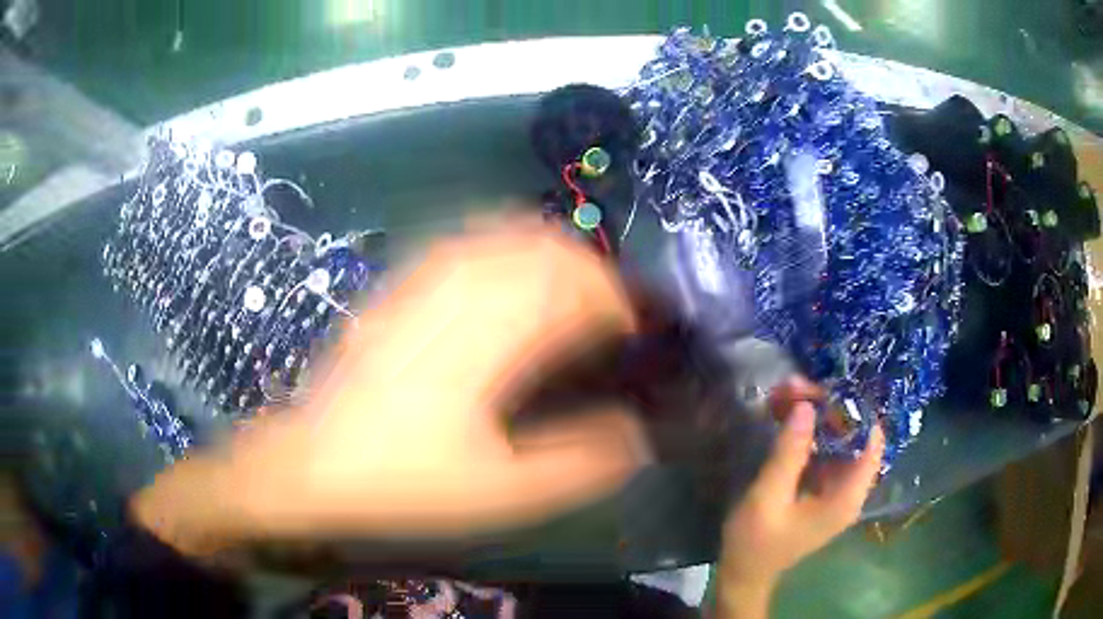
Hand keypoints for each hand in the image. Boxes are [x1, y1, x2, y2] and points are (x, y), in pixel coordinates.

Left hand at [132, 220, 651, 555]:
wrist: (312, 462)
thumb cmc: (404, 481)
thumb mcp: (502, 492)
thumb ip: (578, 463)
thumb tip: (637, 435)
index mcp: (487, 340)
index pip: (573, 290)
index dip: (616, 304)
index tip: (634, 332)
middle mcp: (457, 292)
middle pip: (543, 249)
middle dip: (589, 272)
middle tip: (607, 314)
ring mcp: (421, 280)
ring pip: (504, 235)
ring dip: (549, 253)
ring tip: (568, 292)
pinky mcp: (399, 285)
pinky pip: (463, 242)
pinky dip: (503, 247)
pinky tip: (508, 277)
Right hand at [714, 379, 883, 617]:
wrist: (743, 575)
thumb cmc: (755, 543)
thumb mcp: (768, 498)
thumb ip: (789, 454)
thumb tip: (806, 406)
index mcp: (846, 496)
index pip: (871, 442)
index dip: (855, 410)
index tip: (827, 388)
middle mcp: (849, 490)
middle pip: (852, 435)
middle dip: (826, 408)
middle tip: (792, 387)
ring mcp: (836, 489)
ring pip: (837, 439)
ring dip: (814, 416)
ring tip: (782, 395)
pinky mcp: (822, 489)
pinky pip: (823, 451)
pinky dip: (807, 432)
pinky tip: (784, 417)